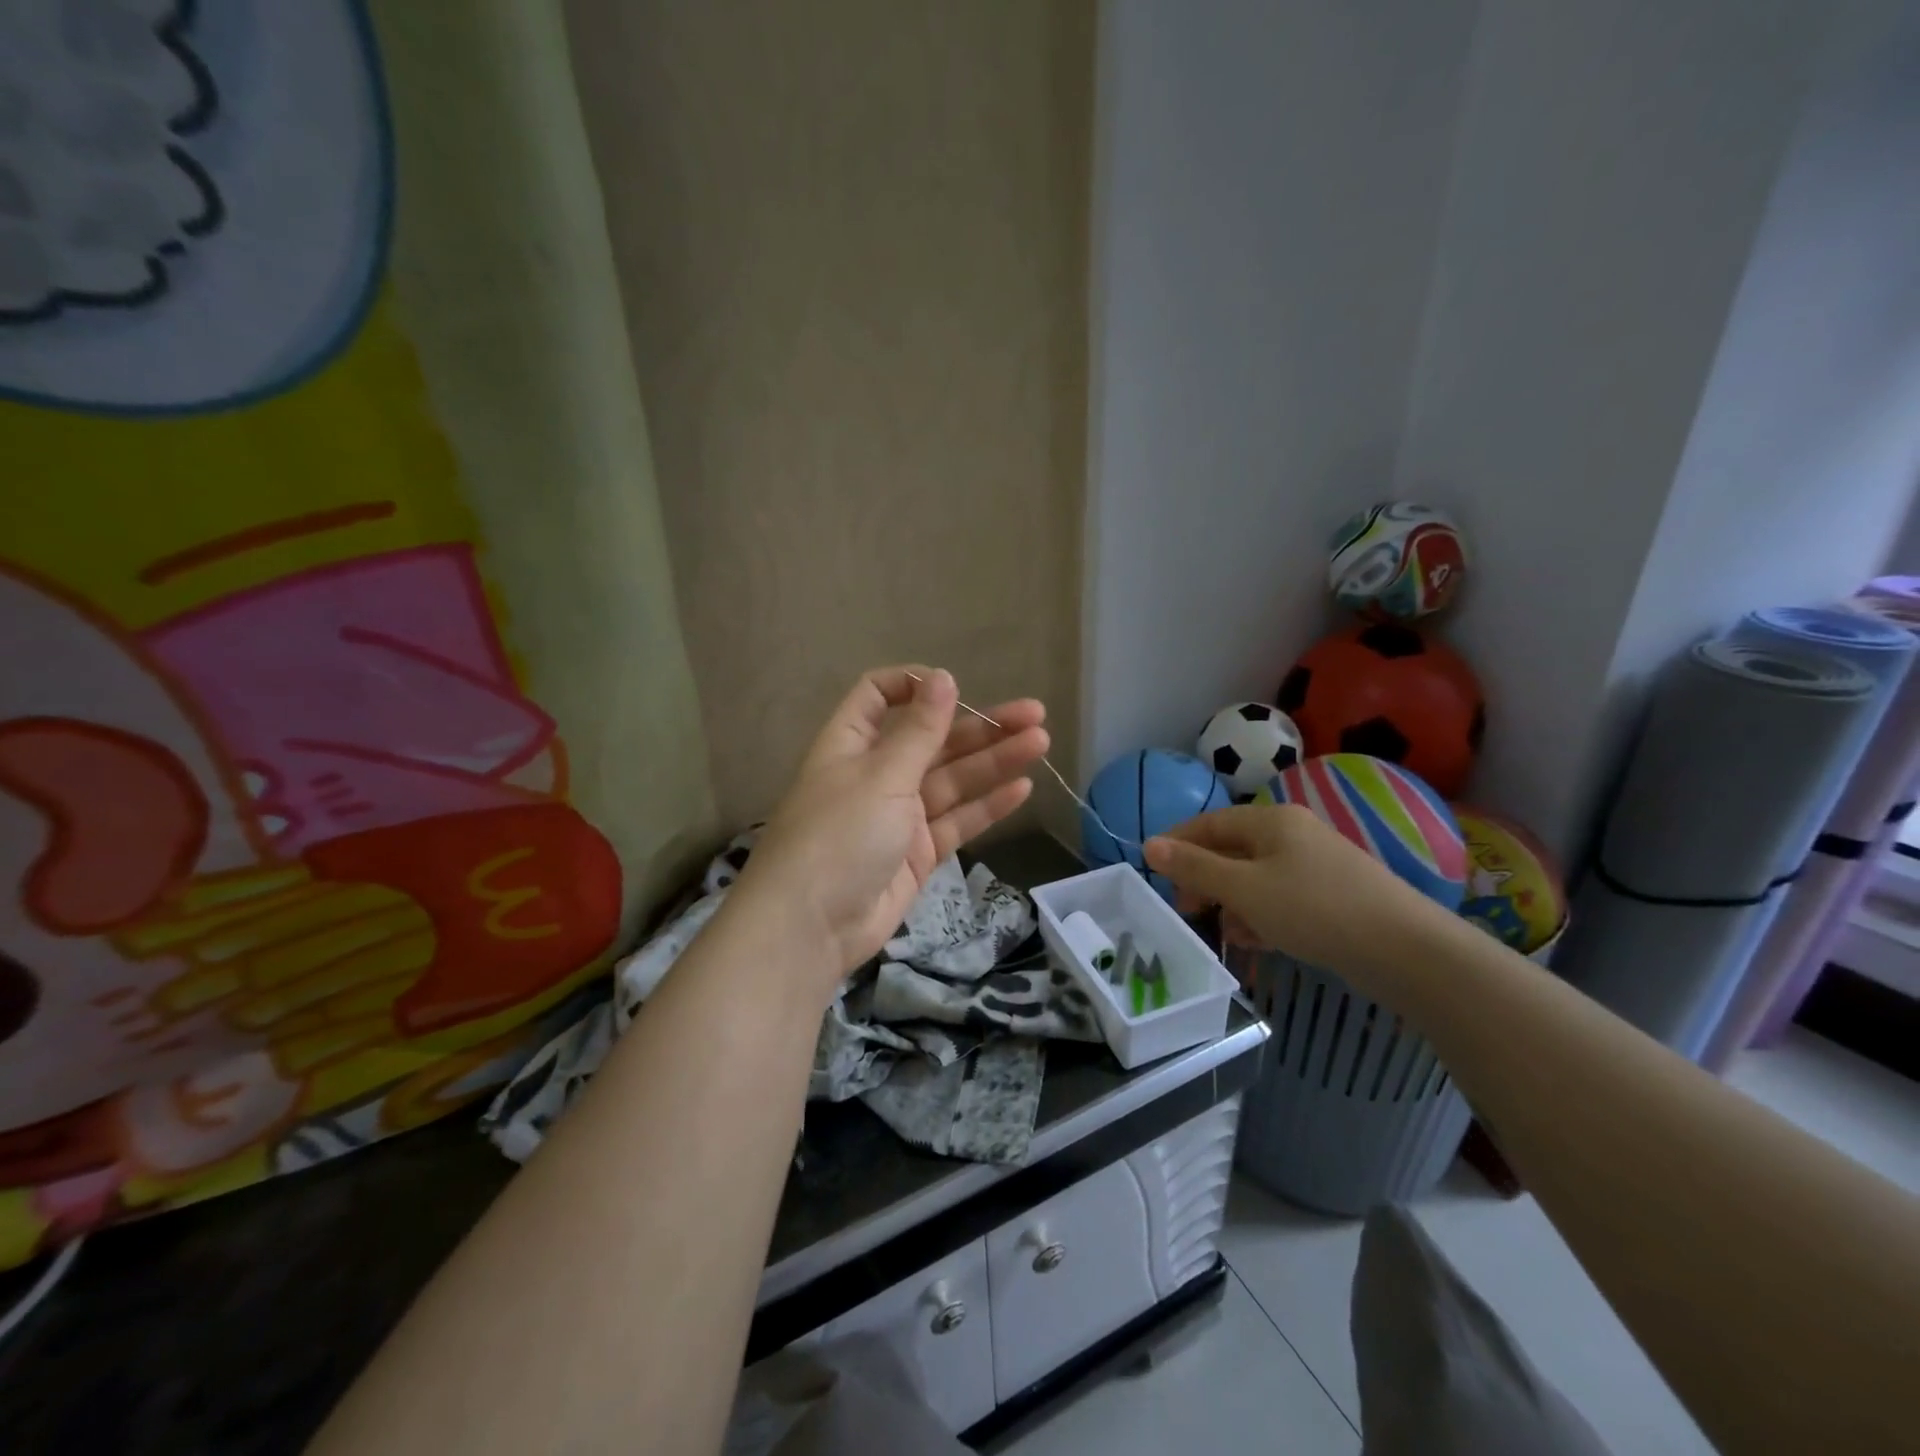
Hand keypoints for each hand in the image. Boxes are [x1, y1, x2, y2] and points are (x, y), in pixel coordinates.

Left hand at [735, 667, 1048, 989]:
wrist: (812, 928)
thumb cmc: (839, 836)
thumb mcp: (881, 776)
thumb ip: (919, 730)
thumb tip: (942, 677)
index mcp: (853, 743)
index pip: (879, 696)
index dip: (915, 685)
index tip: (955, 687)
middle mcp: (876, 774)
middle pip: (932, 739)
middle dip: (981, 726)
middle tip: (1034, 715)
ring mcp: (898, 815)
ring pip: (953, 780)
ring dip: (994, 761)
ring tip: (1041, 742)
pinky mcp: (917, 853)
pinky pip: (956, 821)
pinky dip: (987, 806)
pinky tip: (1022, 788)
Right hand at [1143, 803, 1447, 979]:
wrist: (1406, 950)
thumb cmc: (1314, 909)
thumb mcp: (1245, 889)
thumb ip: (1195, 867)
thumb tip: (1149, 845)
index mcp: (1271, 821)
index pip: (1208, 824)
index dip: (1177, 846)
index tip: (1155, 876)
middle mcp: (1293, 834)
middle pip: (1232, 850)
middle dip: (1205, 879)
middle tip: (1188, 910)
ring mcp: (1316, 865)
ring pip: (1255, 877)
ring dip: (1231, 901)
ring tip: (1222, 932)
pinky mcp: (1332, 895)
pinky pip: (1281, 896)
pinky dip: (1261, 913)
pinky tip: (1256, 939)